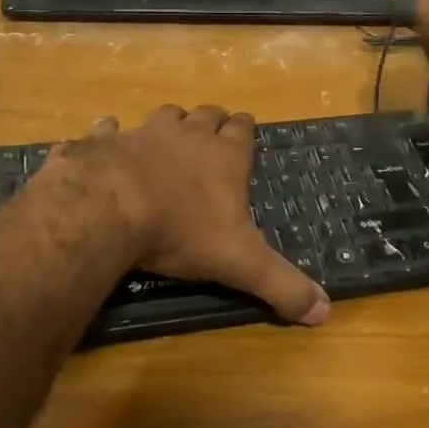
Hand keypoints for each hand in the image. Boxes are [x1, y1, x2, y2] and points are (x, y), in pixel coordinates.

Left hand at [50, 105, 329, 325]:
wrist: (111, 209)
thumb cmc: (183, 231)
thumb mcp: (241, 264)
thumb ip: (282, 285)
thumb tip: (324, 313)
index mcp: (225, 157)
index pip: (242, 129)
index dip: (244, 128)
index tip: (245, 127)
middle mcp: (188, 136)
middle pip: (206, 115)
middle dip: (211, 122)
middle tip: (211, 134)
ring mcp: (144, 133)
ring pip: (164, 115)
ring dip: (169, 123)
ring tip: (168, 137)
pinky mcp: (103, 142)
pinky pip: (107, 129)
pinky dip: (109, 133)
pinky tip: (106, 137)